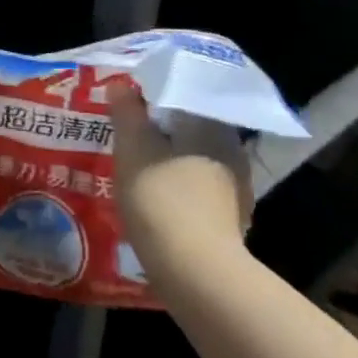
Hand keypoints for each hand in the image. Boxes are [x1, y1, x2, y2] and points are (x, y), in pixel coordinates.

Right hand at [110, 93, 254, 280]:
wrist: (196, 273)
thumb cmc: (162, 198)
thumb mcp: (133, 148)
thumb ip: (127, 113)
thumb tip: (121, 84)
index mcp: (214, 127)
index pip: (184, 97)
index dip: (153, 98)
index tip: (127, 103)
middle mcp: (232, 152)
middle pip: (189, 129)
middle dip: (159, 130)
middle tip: (125, 132)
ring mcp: (235, 189)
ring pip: (192, 160)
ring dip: (166, 159)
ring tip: (133, 164)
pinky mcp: (229, 220)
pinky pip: (196, 189)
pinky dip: (175, 186)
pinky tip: (152, 196)